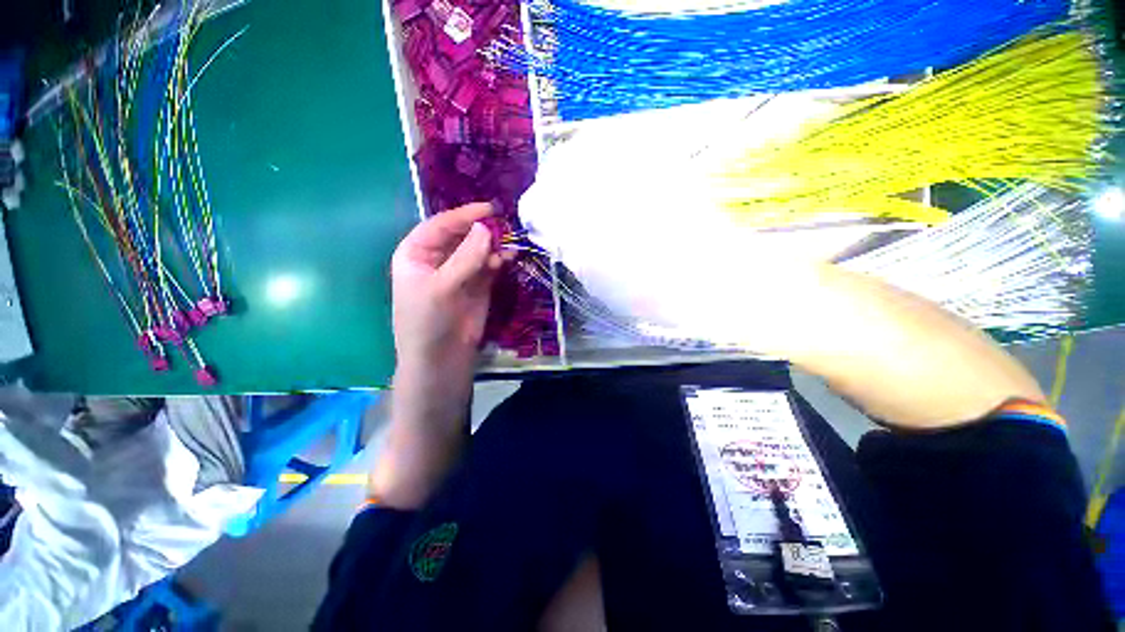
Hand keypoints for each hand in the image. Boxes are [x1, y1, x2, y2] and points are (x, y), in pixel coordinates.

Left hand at [391, 202, 501, 375]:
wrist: (441, 358)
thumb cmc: (428, 321)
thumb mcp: (442, 287)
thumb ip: (465, 257)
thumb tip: (486, 228)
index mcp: (417, 253)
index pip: (440, 225)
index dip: (464, 215)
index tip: (490, 209)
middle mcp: (438, 258)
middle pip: (462, 234)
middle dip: (482, 230)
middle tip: (505, 226)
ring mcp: (460, 271)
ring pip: (478, 249)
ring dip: (494, 245)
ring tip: (510, 244)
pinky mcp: (478, 285)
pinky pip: (490, 265)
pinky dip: (500, 260)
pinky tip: (510, 258)